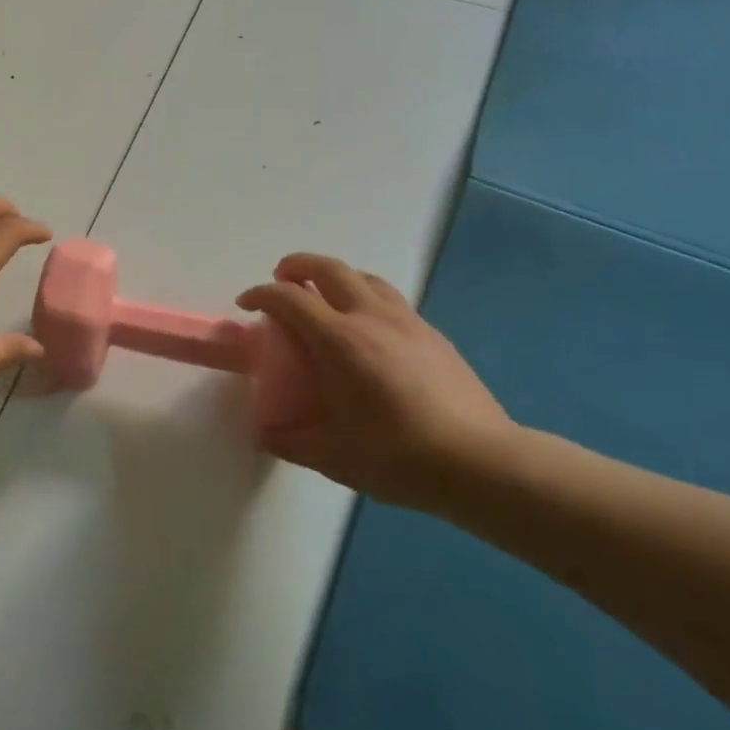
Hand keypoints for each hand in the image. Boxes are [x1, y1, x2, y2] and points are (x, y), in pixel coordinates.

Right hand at [237, 254, 519, 512]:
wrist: (482, 463)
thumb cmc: (398, 456)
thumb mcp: (331, 456)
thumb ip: (288, 440)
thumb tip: (263, 433)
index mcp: (339, 340)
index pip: (288, 298)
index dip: (260, 295)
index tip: (246, 305)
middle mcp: (371, 318)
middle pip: (328, 268)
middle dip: (297, 266)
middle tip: (281, 278)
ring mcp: (407, 322)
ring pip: (364, 278)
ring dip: (335, 277)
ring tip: (323, 296)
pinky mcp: (433, 335)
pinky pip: (390, 299)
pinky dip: (365, 297)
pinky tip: (367, 329)